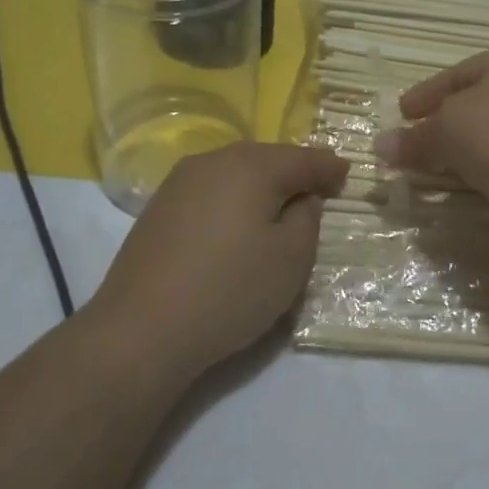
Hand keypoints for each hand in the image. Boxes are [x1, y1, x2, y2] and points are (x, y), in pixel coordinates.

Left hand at [89, 142, 348, 380]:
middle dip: (294, 170)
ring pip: (235, 172)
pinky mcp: (159, 208)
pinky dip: (232, 198)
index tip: (347, 175)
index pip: (302, 158)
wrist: (141, 330)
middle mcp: (213, 161)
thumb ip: (307, 218)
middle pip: (266, 158)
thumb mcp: (290, 258)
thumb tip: (300, 199)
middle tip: (318, 186)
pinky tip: (237, 221)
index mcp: (250, 166)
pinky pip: (211, 190)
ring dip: (261, 183)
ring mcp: (179, 182)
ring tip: (279, 203)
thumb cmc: (230, 290)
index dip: (328, 167)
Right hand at [375, 45, 488, 212]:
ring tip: (443, 166)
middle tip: (418, 141)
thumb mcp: (448, 130)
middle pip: (480, 100)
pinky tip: (480, 182)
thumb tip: (381, 146)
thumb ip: (415, 137)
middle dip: (445, 121)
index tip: (401, 114)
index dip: (425, 94)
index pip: (458, 73)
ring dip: (469, 146)